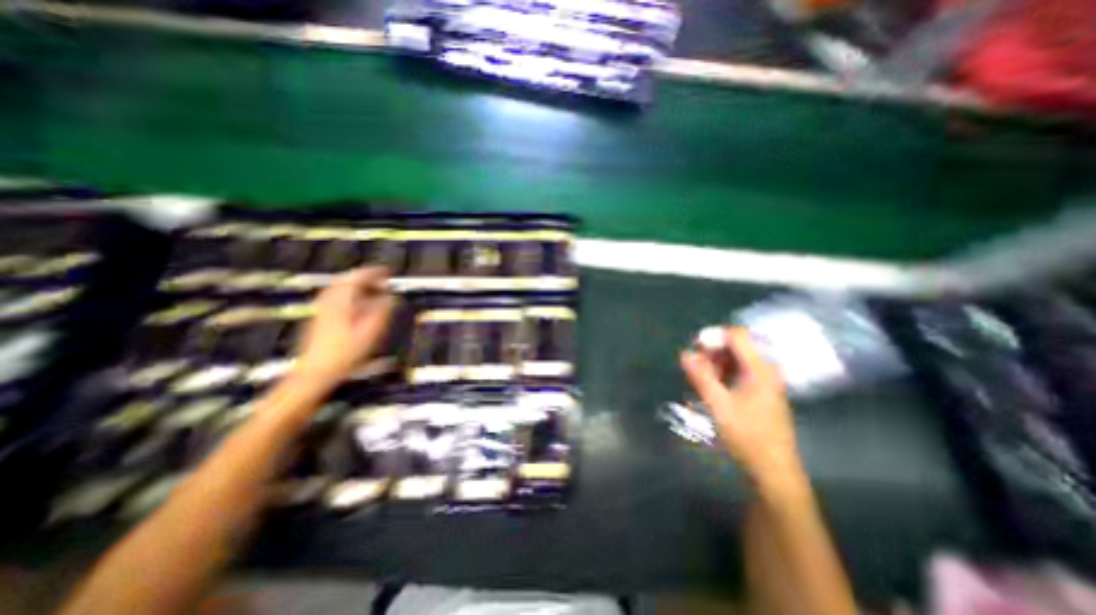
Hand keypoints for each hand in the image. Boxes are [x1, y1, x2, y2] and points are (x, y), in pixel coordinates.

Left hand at [293, 267, 396, 391]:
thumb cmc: (345, 354)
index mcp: (341, 302)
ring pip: (338, 289)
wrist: (314, 374)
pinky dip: (349, 295)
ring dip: (356, 286)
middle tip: (381, 282)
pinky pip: (335, 298)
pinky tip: (358, 305)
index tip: (387, 271)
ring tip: (373, 291)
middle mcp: (328, 302)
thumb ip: (381, 312)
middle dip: (364, 278)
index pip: (356, 278)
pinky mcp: (319, 319)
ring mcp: (321, 310)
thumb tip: (391, 297)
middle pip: (345, 281)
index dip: (373, 273)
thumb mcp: (370, 333)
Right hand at [678, 327, 803, 489]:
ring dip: (716, 363)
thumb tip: (684, 353)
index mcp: (759, 369)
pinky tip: (712, 387)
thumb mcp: (718, 404)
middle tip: (694, 366)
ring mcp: (766, 382)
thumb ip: (700, 376)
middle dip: (713, 351)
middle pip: (737, 346)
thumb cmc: (747, 435)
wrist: (774, 471)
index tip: (695, 347)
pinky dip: (724, 374)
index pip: (737, 335)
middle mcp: (766, 370)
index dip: (714, 336)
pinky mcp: (763, 393)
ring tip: (699, 378)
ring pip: (737, 360)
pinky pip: (741, 372)